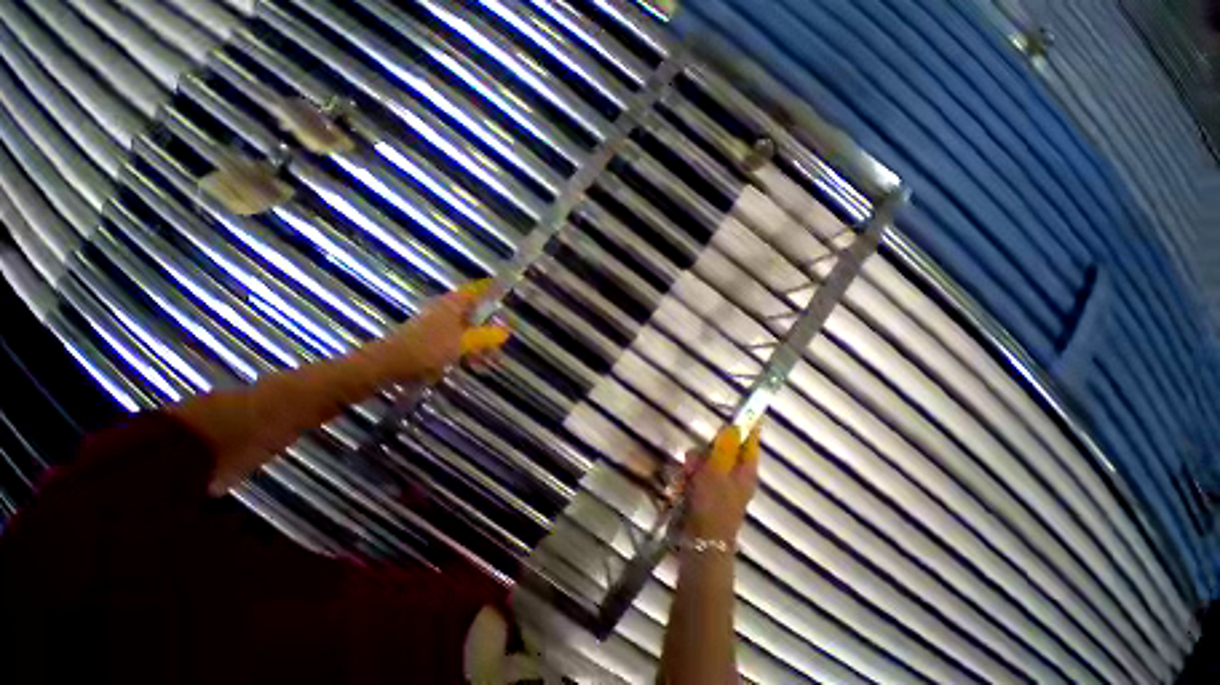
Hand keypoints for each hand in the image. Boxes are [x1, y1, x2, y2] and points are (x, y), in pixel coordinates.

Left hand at [361, 280, 510, 383]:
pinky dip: (465, 349)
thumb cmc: (428, 348)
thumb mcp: (463, 342)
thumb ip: (486, 336)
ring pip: (465, 329)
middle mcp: (445, 310)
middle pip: (473, 312)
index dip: (491, 289)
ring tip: (488, 359)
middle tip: (500, 339)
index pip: (476, 290)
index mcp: (453, 304)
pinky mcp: (430, 339)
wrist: (389, 363)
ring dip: (478, 341)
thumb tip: (506, 331)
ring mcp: (436, 325)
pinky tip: (471, 363)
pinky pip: (455, 341)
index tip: (505, 291)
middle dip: (488, 324)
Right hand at [683, 425, 761, 541]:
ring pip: (707, 459)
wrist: (702, 543)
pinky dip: (690, 476)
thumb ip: (725, 446)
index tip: (737, 410)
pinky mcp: (708, 491)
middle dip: (706, 450)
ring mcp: (722, 483)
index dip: (745, 423)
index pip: (750, 439)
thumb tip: (734, 425)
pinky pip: (699, 473)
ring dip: (694, 464)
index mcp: (746, 469)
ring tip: (686, 477)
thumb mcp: (717, 471)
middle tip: (695, 459)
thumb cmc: (713, 504)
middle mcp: (737, 474)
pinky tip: (683, 485)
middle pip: (723, 447)